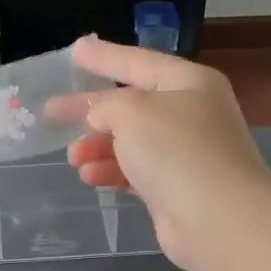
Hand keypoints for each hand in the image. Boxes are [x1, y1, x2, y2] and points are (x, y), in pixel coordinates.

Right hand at [64, 36, 270, 270]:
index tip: (75, 51)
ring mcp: (185, 153)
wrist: (219, 219)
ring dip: (98, 147)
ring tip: (73, 156)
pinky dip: (111, 171)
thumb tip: (101, 118)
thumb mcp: (132, 111)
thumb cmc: (176, 151)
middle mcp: (190, 113)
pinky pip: (135, 171)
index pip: (138, 61)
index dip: (105, 56)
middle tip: (51, 112)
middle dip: (90, 111)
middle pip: (130, 105)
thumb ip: (107, 105)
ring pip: (130, 141)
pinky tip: (90, 177)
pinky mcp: (176, 188)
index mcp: (188, 83)